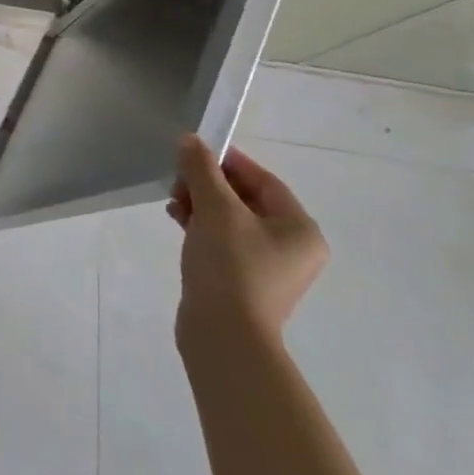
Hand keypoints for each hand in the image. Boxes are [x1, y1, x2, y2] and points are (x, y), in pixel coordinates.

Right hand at [168, 135, 326, 352]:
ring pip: (231, 220)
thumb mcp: (215, 209)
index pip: (264, 180)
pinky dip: (202, 226)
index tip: (194, 152)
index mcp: (300, 229)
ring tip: (173, 202)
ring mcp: (269, 268)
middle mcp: (292, 248)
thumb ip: (202, 170)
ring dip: (201, 204)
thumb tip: (190, 140)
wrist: (224, 334)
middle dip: (208, 184)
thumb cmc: (230, 265)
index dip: (228, 161)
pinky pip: (224, 241)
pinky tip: (178, 221)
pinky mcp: (244, 281)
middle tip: (178, 180)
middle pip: (246, 199)